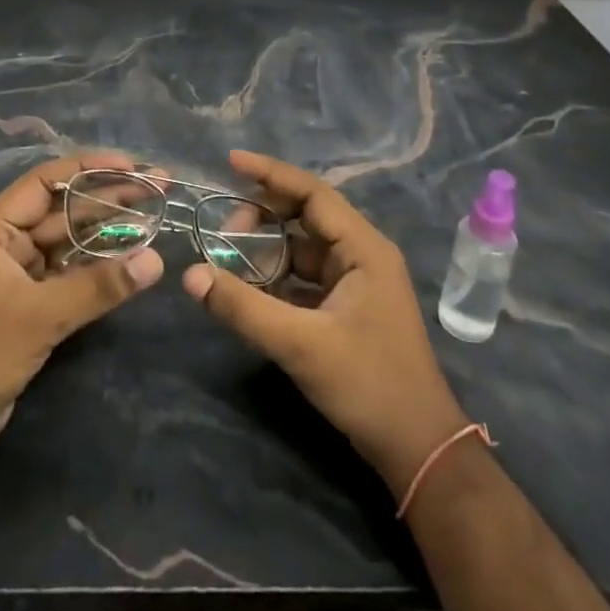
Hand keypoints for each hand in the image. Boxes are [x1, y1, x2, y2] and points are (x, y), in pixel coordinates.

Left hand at [0, 151, 164, 459]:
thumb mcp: (42, 315)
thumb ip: (99, 285)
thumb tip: (156, 261)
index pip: (47, 180)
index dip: (90, 168)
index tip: (133, 167)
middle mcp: (6, 240)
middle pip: (64, 207)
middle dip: (109, 197)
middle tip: (158, 187)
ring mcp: (18, 270)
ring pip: (70, 238)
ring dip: (108, 229)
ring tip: (155, 214)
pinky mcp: (30, 299)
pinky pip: (69, 268)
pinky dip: (98, 262)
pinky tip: (130, 256)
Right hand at [181, 150, 467, 493]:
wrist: (418, 448)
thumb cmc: (368, 385)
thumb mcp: (300, 344)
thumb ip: (243, 307)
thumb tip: (191, 275)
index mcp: (363, 248)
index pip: (312, 192)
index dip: (270, 173)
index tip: (230, 162)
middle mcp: (362, 254)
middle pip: (306, 215)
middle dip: (263, 216)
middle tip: (223, 231)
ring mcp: (357, 281)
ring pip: (303, 247)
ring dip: (267, 249)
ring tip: (229, 260)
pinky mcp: (349, 306)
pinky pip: (306, 276)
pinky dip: (277, 276)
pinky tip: (249, 288)